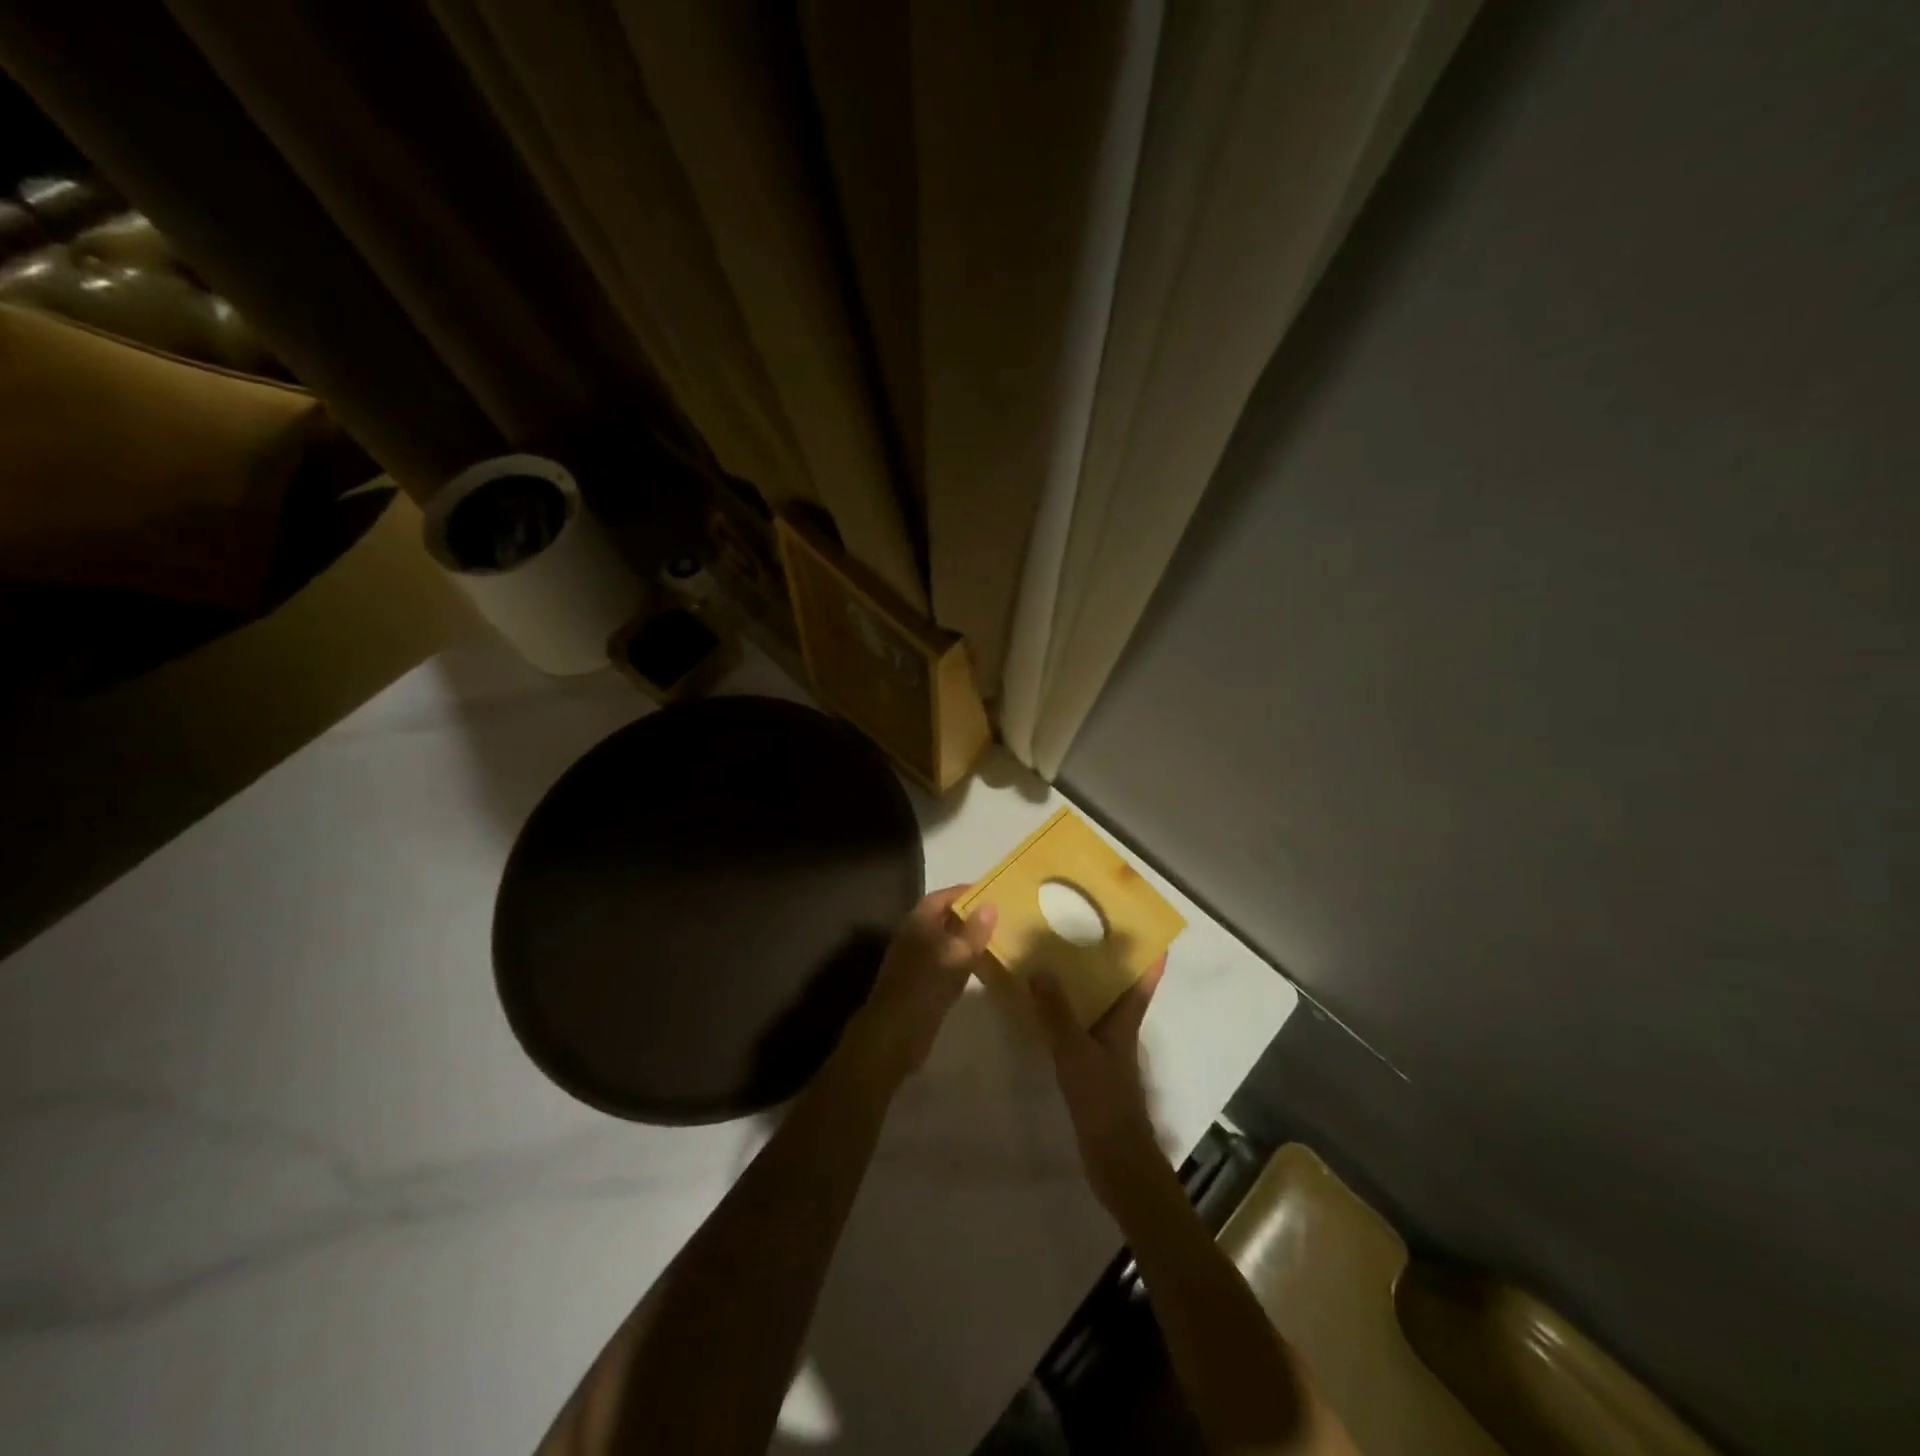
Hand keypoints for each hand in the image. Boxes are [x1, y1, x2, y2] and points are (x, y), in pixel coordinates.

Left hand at [839, 886, 996, 1088]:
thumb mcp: (956, 955)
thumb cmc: (925, 987)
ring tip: (994, 939)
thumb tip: (990, 904)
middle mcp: (913, 935)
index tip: (991, 893)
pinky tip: (978, 968)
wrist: (894, 1034)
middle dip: (967, 915)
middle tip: (998, 917)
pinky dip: (959, 960)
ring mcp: (913, 960)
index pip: (942, 896)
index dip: (965, 893)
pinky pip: (942, 962)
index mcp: (918, 921)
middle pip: (942, 917)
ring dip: (964, 939)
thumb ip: (974, 930)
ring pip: (943, 940)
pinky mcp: (917, 982)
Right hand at [1029, 956, 1167, 1212]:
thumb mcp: (1075, 1051)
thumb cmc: (1103, 1099)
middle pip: (1123, 990)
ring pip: (1102, 1009)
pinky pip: (1083, 1029)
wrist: (1116, 1159)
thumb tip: (1040, 970)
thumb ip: (1057, 1013)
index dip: (1151, 956)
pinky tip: (1048, 1011)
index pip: (1143, 982)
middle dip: (1113, 963)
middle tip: (1091, 931)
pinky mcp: (1095, 1070)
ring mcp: (1109, 1053)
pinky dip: (1070, 1014)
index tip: (1154, 930)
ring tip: (1062, 962)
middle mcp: (1121, 1032)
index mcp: (1125, 1022)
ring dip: (1088, 987)